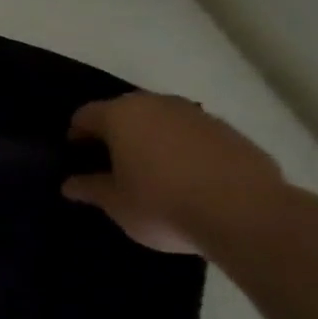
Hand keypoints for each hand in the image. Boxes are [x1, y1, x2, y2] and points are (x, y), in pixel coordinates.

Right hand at [62, 92, 286, 255]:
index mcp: (121, 116)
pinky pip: (195, 135)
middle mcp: (157, 104)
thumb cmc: (163, 204)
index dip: (77, 135)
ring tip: (154, 173)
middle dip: (116, 134)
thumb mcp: (116, 204)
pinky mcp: (230, 132)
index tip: (77, 157)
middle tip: (113, 165)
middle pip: (125, 112)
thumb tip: (70, 184)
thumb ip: (90, 189)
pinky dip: (185, 150)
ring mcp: (197, 115)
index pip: (85, 115)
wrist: (247, 214)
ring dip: (153, 140)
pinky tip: (191, 180)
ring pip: (163, 121)